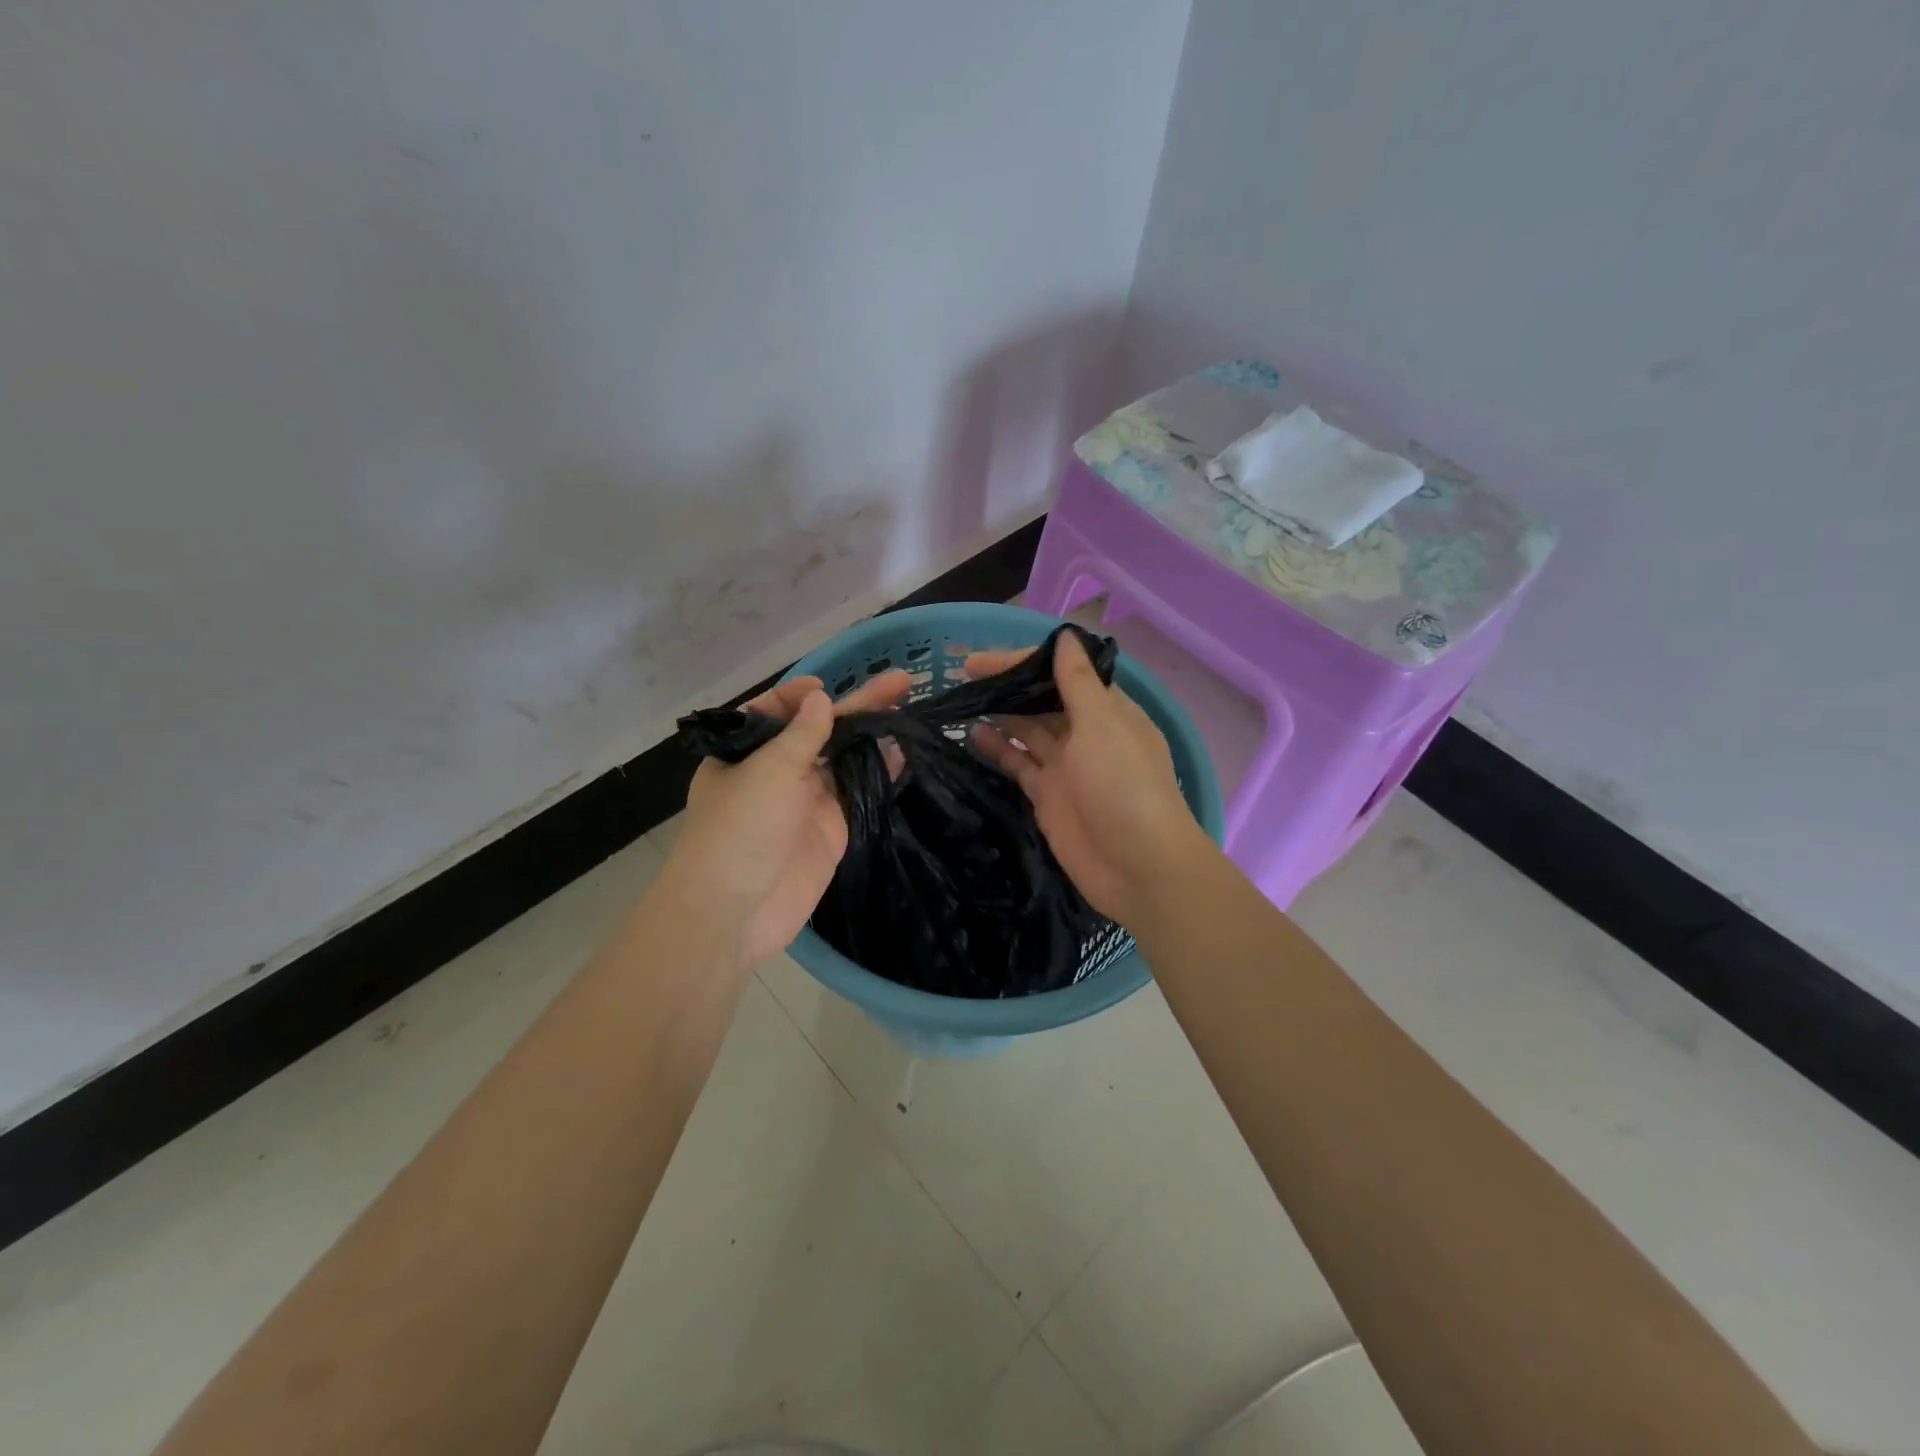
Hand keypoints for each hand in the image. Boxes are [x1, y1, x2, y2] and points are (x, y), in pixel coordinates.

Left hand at [662, 670, 910, 964]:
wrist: (737, 910)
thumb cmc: (740, 828)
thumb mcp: (768, 769)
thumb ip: (802, 734)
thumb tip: (820, 697)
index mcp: (744, 754)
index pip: (773, 713)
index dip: (799, 696)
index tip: (824, 687)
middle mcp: (776, 772)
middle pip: (819, 731)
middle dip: (855, 706)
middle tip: (899, 681)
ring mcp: (807, 801)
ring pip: (844, 759)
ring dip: (873, 735)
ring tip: (908, 707)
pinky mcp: (833, 828)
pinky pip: (859, 792)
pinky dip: (881, 772)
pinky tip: (905, 750)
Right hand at [968, 632, 1205, 922]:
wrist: (1137, 867)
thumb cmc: (1124, 785)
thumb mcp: (1102, 724)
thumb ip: (1077, 682)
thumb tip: (1066, 636)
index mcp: (1107, 710)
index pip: (1062, 673)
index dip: (1023, 662)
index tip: (982, 660)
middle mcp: (1085, 733)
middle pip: (1042, 701)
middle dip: (1008, 687)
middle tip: (963, 677)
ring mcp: (1065, 767)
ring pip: (1026, 732)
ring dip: (999, 716)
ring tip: (960, 703)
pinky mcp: (1047, 796)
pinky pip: (1018, 765)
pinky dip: (997, 750)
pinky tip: (971, 736)